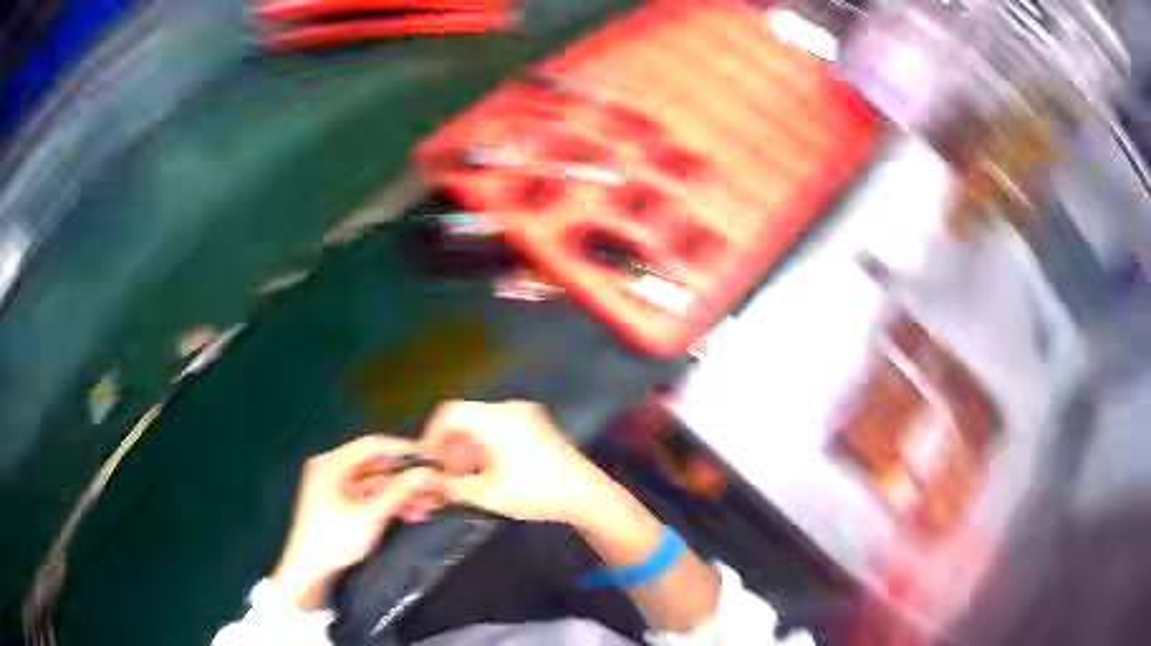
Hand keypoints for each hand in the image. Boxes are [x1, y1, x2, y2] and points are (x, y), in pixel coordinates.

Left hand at [270, 436, 442, 609]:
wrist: (308, 573)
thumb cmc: (334, 540)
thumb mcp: (370, 516)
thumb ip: (400, 492)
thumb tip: (429, 473)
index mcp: (332, 464)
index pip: (374, 445)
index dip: (405, 450)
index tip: (432, 458)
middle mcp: (332, 471)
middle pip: (376, 466)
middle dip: (407, 478)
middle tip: (434, 487)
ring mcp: (335, 489)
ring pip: (376, 484)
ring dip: (401, 494)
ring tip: (428, 506)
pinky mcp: (340, 507)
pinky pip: (369, 498)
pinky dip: (389, 505)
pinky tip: (411, 515)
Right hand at [418, 400, 609, 524]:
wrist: (587, 494)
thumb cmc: (534, 492)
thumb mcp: (486, 494)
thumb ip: (451, 487)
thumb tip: (429, 484)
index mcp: (495, 418)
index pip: (450, 413)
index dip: (432, 435)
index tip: (429, 460)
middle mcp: (510, 409)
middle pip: (467, 419)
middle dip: (452, 447)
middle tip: (449, 475)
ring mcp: (528, 415)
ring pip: (484, 425)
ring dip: (469, 449)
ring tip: (468, 478)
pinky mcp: (540, 426)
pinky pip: (502, 428)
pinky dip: (488, 446)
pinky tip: (490, 472)